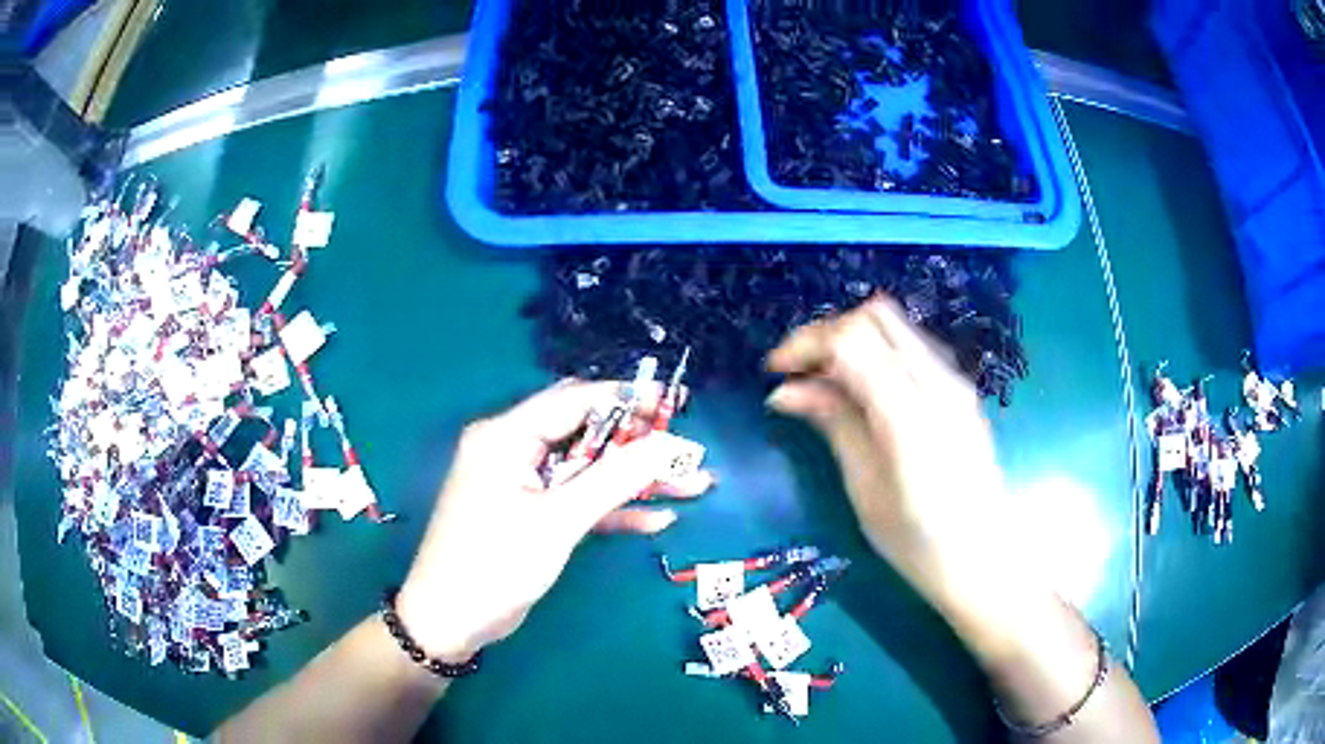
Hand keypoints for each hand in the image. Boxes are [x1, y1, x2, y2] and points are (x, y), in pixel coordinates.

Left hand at [397, 381, 713, 659]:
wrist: (451, 620)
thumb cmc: (495, 563)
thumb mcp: (558, 521)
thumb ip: (615, 479)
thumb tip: (670, 445)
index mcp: (507, 435)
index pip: (576, 400)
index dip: (628, 400)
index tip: (676, 406)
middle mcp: (513, 448)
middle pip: (586, 432)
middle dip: (639, 444)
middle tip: (686, 453)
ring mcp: (522, 483)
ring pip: (588, 469)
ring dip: (635, 479)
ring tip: (692, 485)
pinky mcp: (531, 513)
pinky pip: (577, 499)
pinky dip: (613, 508)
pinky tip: (657, 519)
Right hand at [765, 297, 1024, 615]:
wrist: (982, 558)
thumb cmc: (917, 541)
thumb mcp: (864, 489)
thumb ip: (833, 424)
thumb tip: (785, 391)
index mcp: (908, 413)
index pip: (850, 340)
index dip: (805, 343)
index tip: (775, 372)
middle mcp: (937, 382)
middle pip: (874, 316)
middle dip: (827, 332)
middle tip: (799, 372)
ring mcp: (954, 382)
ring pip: (895, 325)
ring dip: (853, 338)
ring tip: (824, 381)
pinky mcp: (960, 390)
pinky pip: (912, 347)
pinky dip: (877, 351)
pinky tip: (861, 389)